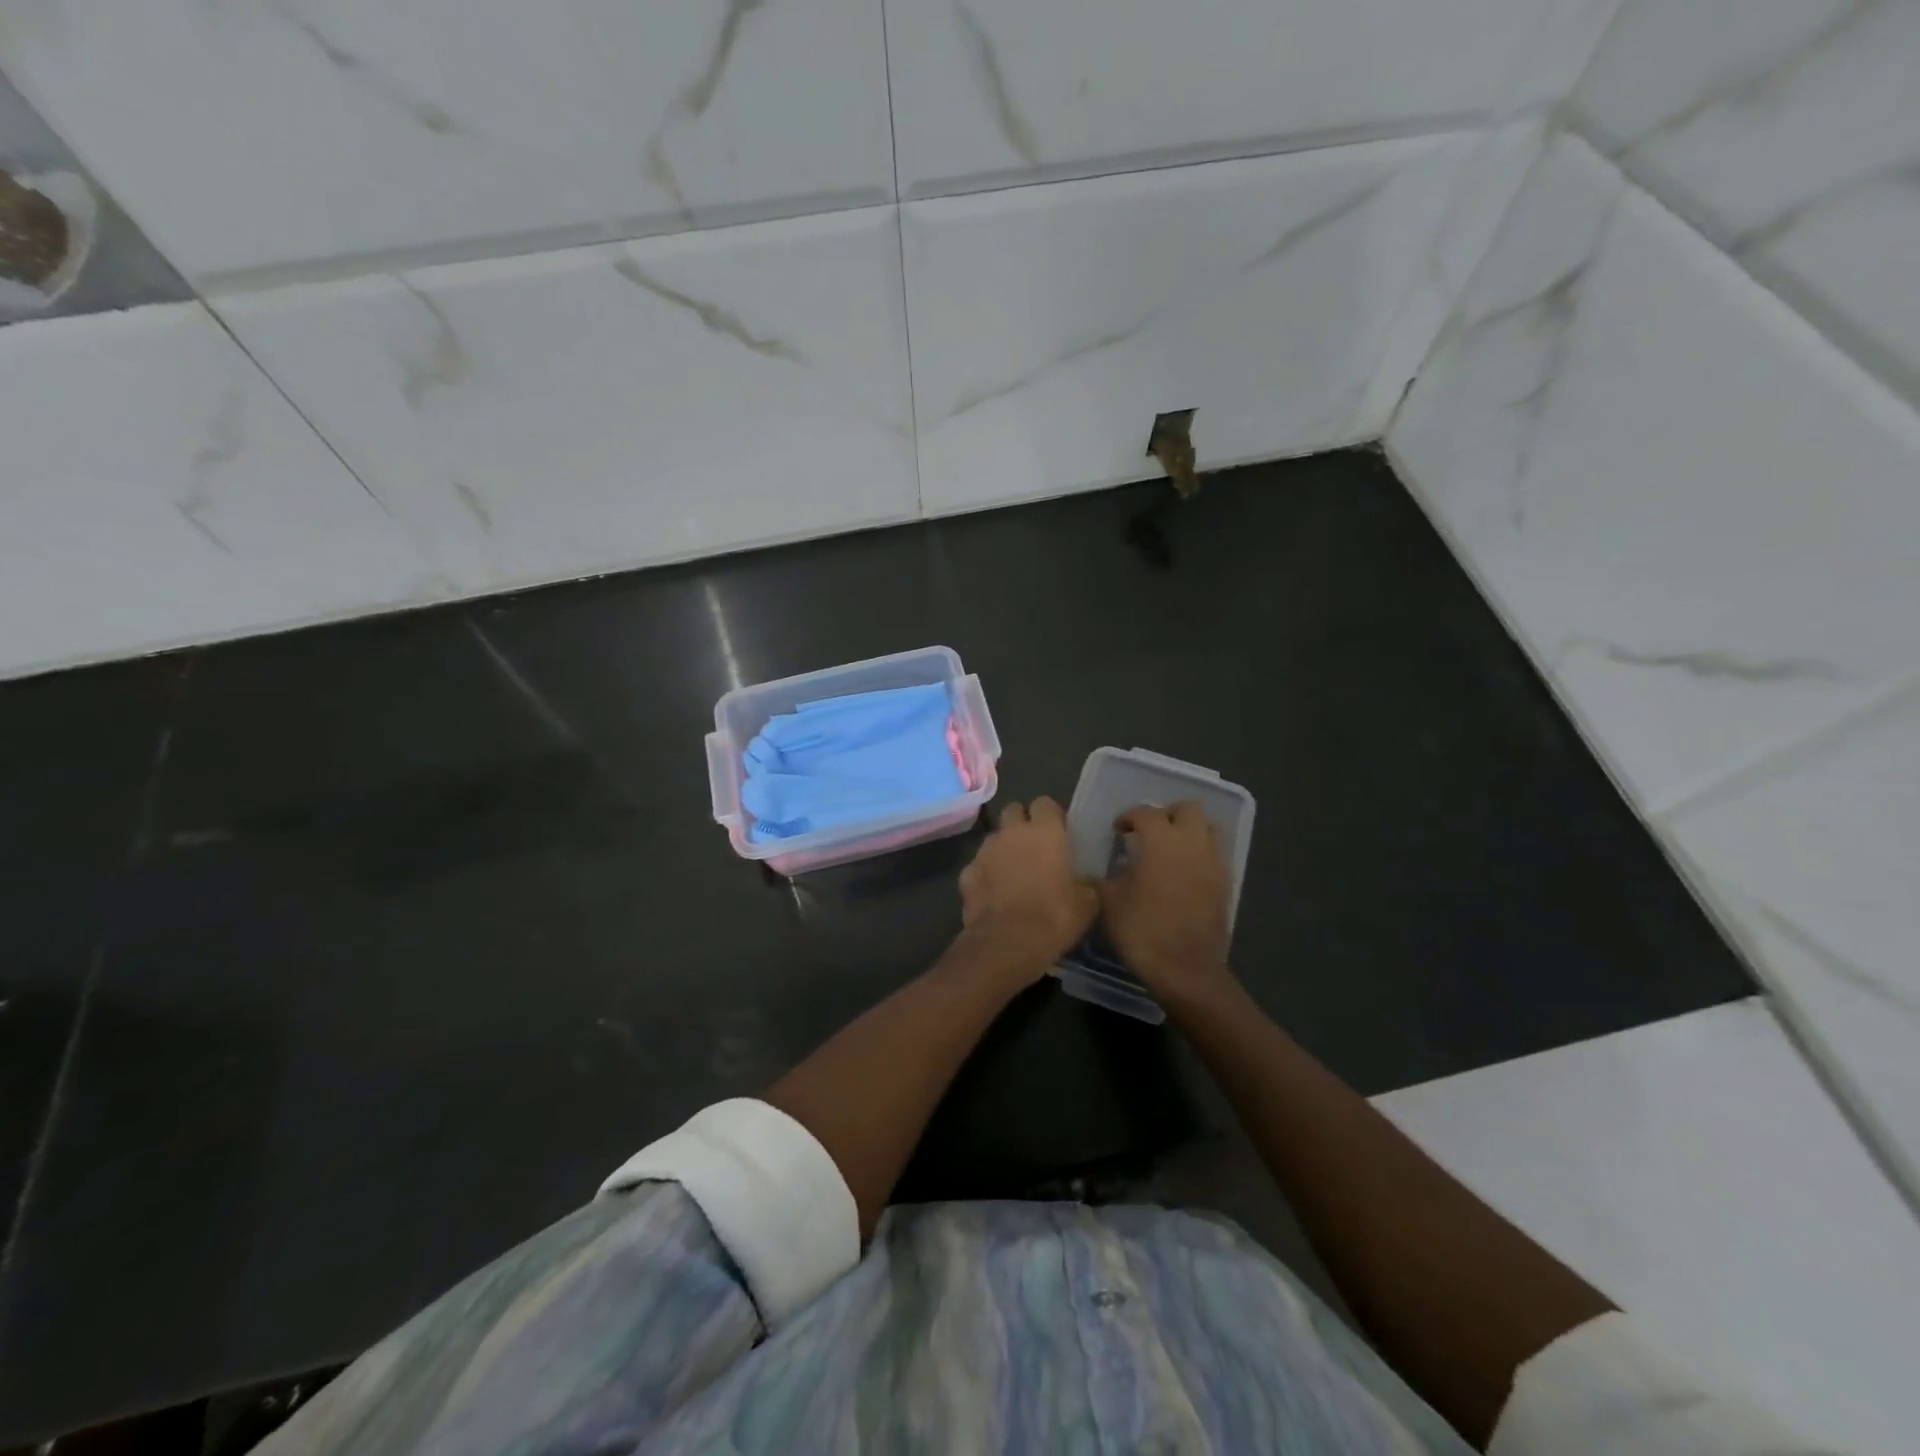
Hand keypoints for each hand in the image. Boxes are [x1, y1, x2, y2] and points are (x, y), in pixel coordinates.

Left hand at [959, 798, 1098, 977]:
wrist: (1007, 943)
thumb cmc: (1054, 917)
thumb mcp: (1087, 903)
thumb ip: (1085, 883)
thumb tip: (1084, 882)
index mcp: (1044, 831)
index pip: (1045, 803)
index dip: (1052, 816)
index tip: (1059, 832)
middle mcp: (1011, 832)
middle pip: (1014, 811)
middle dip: (1022, 823)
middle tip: (1035, 847)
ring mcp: (984, 851)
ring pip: (994, 838)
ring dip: (1004, 848)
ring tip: (1014, 872)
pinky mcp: (966, 873)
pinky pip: (978, 866)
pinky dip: (986, 875)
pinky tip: (995, 895)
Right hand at [1098, 802, 1234, 1000]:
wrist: (1185, 969)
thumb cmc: (1142, 930)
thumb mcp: (1108, 902)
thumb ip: (1101, 878)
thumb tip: (1093, 872)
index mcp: (1160, 840)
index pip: (1145, 812)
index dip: (1129, 817)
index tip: (1119, 831)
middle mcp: (1191, 843)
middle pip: (1187, 809)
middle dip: (1167, 815)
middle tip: (1150, 832)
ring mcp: (1213, 862)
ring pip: (1208, 828)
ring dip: (1189, 831)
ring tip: (1170, 849)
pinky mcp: (1226, 883)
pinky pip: (1215, 854)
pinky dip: (1200, 854)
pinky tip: (1184, 874)